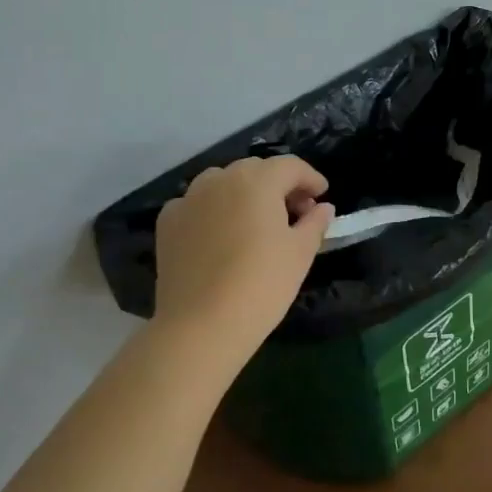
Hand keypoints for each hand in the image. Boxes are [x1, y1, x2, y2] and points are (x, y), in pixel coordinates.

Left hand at [153, 156, 334, 350]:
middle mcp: (219, 179)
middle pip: (256, 170)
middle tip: (295, 212)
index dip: (310, 178)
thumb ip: (315, 223)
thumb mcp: (301, 253)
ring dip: (244, 193)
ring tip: (257, 221)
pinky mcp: (167, 222)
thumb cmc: (262, 284)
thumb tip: (323, 207)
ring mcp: (188, 199)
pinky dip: (214, 210)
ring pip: (223, 183)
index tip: (322, 196)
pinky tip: (221, 235)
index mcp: (257, 181)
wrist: (201, 325)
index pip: (290, 166)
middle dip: (279, 185)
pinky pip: (197, 204)